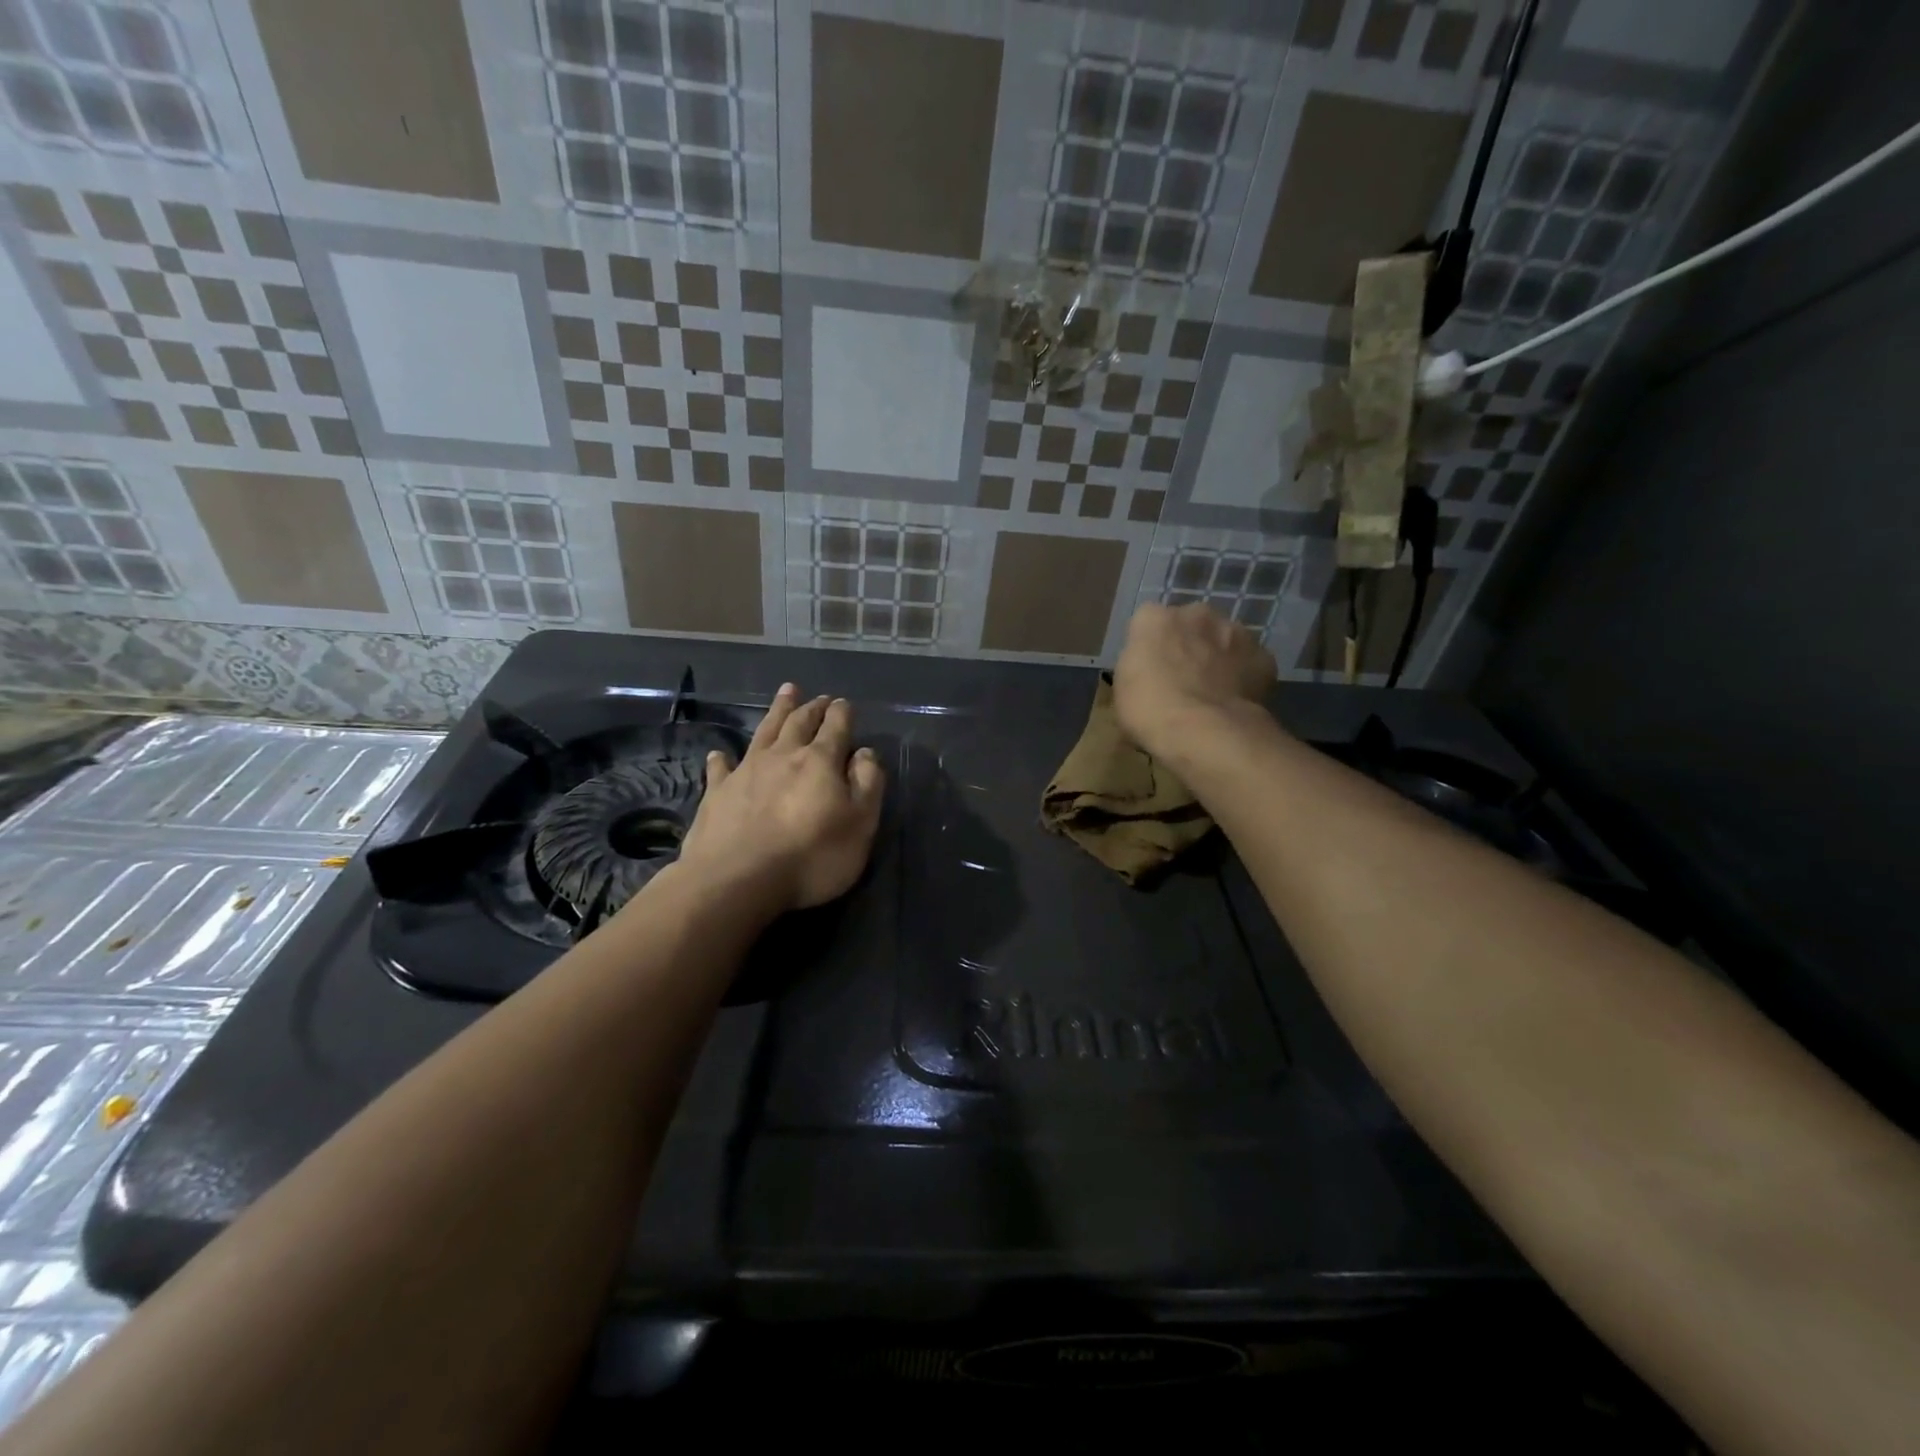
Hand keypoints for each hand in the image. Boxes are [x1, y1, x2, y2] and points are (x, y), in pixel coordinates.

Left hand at [673, 684, 885, 913]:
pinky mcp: (717, 793)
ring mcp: (746, 771)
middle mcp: (783, 756)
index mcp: (820, 761)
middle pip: (799, 722)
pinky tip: (720, 754)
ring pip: (765, 732)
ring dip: (777, 711)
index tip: (844, 704)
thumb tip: (865, 753)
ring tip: (786, 693)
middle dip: (812, 707)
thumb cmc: (811, 856)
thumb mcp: (860, 824)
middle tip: (818, 697)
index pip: (836, 727)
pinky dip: (722, 759)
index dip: (842, 713)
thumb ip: (867, 784)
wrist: (737, 880)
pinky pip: (720, 768)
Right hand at [1111, 602, 1276, 757]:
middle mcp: (1196, 613)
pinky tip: (1235, 700)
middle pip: (1190, 624)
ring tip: (1212, 691)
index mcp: (1154, 618)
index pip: (1148, 623)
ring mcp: (1235, 631)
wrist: (1204, 730)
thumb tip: (1151, 668)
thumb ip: (1138, 665)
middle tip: (1182, 678)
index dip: (1150, 647)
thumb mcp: (1123, 688)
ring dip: (1218, 656)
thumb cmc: (1149, 710)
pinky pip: (1250, 662)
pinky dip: (1244, 675)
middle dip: (1187, 644)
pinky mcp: (1263, 656)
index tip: (1150, 670)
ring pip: (1224, 639)